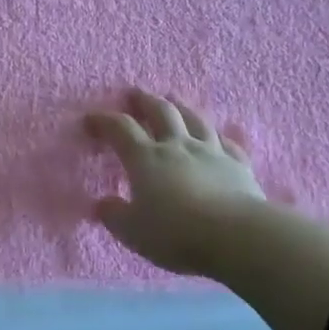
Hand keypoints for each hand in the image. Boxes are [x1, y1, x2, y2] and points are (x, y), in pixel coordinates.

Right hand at [86, 90, 264, 276]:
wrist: (236, 235)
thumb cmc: (176, 233)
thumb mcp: (133, 232)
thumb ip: (114, 216)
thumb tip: (102, 203)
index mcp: (146, 158)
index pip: (120, 129)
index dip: (104, 120)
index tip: (90, 119)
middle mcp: (177, 146)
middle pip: (160, 112)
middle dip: (144, 101)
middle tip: (134, 94)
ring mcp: (211, 151)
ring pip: (194, 119)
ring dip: (181, 107)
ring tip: (173, 99)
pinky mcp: (238, 164)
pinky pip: (227, 143)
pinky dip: (219, 136)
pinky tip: (218, 136)